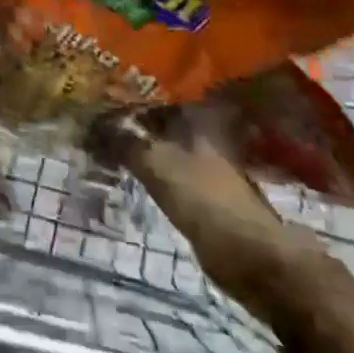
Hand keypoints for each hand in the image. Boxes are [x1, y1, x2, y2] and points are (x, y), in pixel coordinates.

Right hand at [94, 112, 343, 329]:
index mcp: (199, 121)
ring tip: (102, 140)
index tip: (101, 86)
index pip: (160, 91)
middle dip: (131, 116)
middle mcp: (205, 137)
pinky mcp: (206, 196)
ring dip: (137, 142)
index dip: (132, 88)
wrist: (261, 266)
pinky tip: (125, 170)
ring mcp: (208, 166)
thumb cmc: (211, 207)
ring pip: (163, 143)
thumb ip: (126, 144)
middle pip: (160, 117)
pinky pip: (166, 168)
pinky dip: (146, 166)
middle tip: (94, 115)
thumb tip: (92, 123)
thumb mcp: (160, 170)